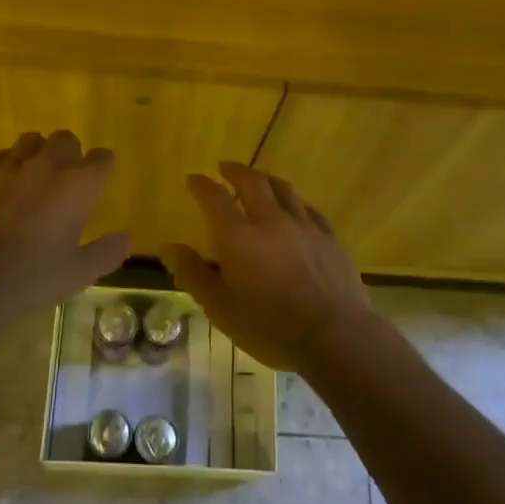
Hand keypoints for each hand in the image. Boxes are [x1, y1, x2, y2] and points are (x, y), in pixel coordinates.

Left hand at [0, 130, 131, 317]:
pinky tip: (3, 184)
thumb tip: (126, 238)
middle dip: (70, 154)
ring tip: (34, 177)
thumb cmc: (32, 277)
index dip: (102, 168)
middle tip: (66, 181)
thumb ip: (106, 252)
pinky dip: (6, 163)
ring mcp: (10, 167)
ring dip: (38, 152)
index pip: (102, 159)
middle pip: (66, 139)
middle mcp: (47, 166)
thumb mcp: (79, 273)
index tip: (99, 183)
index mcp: (79, 186)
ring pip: (31, 140)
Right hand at [161, 162, 380, 378]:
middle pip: (252, 182)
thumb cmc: (270, 327)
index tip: (193, 179)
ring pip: (283, 189)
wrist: (335, 336)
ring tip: (258, 179)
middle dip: (235, 171)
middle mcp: (270, 221)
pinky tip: (295, 207)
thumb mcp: (220, 308)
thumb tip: (169, 247)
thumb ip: (193, 274)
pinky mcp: (329, 237)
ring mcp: (304, 225)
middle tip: (225, 167)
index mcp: (238, 237)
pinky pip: (309, 208)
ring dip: (266, 179)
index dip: (201, 185)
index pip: (214, 198)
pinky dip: (295, 201)